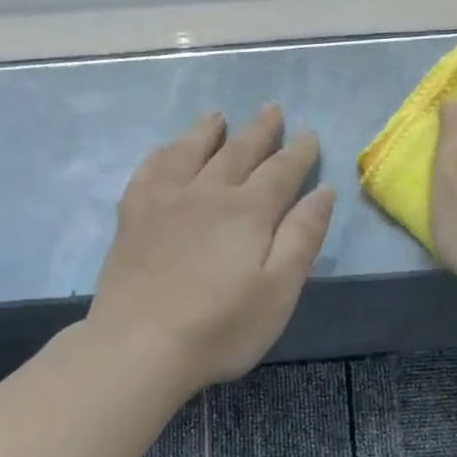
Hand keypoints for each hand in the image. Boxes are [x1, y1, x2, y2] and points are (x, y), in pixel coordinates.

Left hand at [88, 105, 336, 390]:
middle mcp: (207, 193)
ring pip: (190, 151)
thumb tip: (323, 192)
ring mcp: (164, 201)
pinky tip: (166, 152)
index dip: (299, 153)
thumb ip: (303, 238)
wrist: (139, 347)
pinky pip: (149, 170)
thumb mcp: (279, 291)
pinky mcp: (132, 217)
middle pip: (238, 152)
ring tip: (218, 117)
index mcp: (248, 211)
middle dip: (260, 131)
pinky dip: (163, 154)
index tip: (309, 136)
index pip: (281, 171)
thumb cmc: (221, 328)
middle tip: (272, 110)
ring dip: (208, 132)